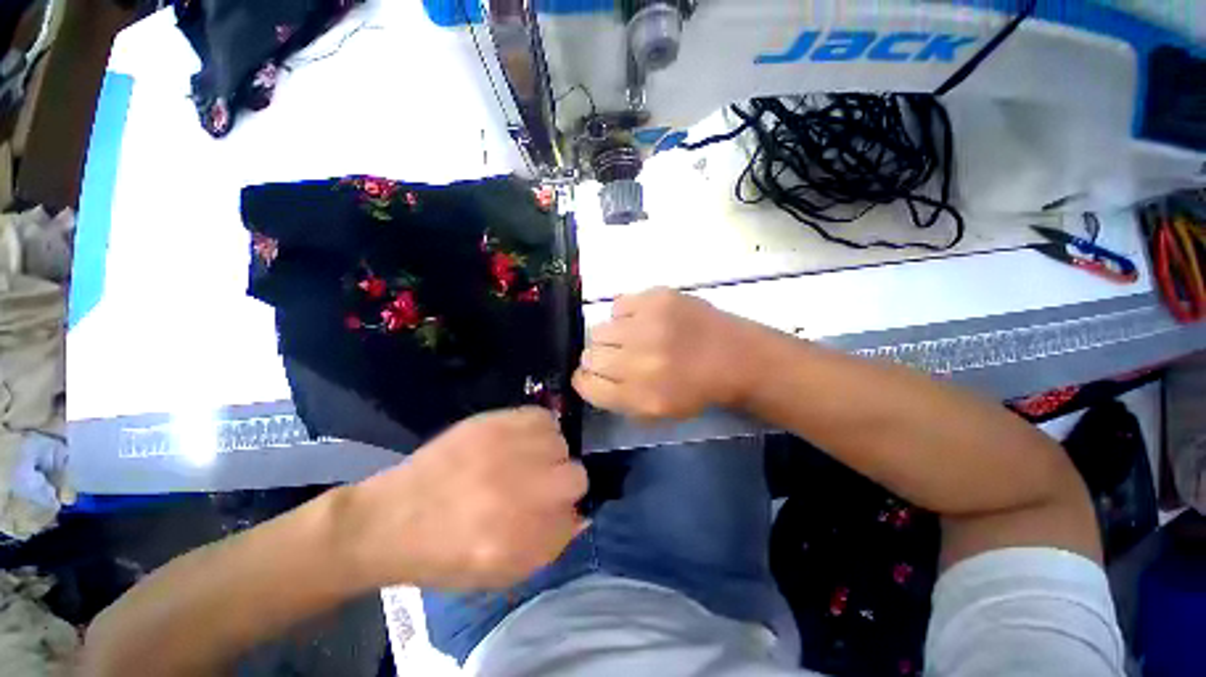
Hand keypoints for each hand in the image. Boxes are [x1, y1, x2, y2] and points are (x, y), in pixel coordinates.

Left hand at [338, 408, 587, 589]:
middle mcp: (516, 494)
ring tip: (527, 460)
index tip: (554, 510)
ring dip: (550, 455)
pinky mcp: (494, 424)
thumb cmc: (443, 554)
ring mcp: (505, 453)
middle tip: (541, 484)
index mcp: (516, 541)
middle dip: (564, 484)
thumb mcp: (497, 573)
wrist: (390, 518)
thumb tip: (579, 514)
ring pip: (561, 444)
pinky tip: (523, 440)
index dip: (567, 513)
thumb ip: (546, 547)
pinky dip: (540, 429)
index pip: (575, 517)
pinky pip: (542, 418)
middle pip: (575, 477)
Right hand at [573, 287, 766, 418]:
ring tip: (634, 337)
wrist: (735, 357)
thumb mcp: (655, 412)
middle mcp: (638, 360)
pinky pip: (619, 304)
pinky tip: (644, 321)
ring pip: (599, 329)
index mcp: (639, 395)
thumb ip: (617, 398)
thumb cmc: (696, 390)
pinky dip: (626, 315)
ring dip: (612, 337)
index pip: (586, 384)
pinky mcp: (657, 298)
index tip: (594, 375)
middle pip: (589, 355)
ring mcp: (647, 325)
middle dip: (599, 359)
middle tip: (619, 356)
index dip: (586, 380)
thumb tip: (588, 376)